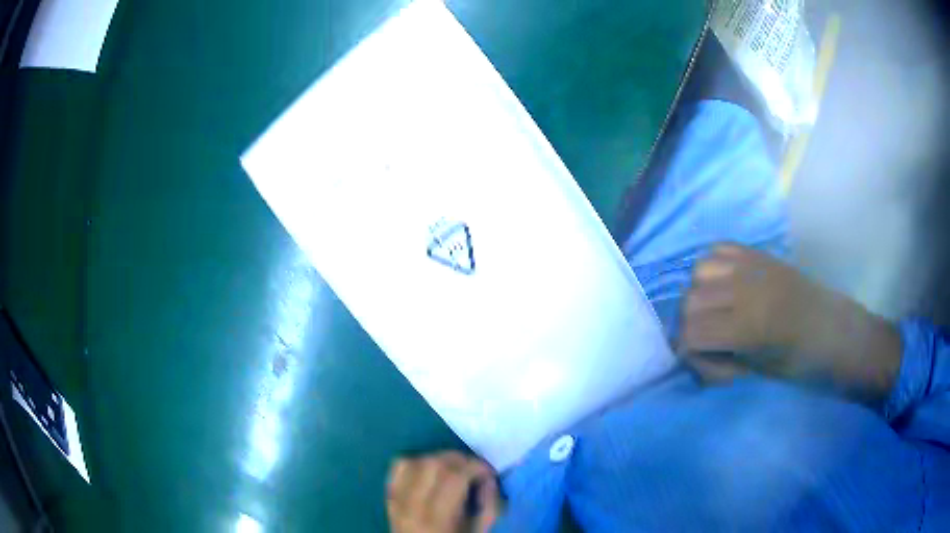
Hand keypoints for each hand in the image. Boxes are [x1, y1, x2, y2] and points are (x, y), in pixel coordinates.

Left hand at [386, 452, 500, 532]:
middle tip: (472, 469)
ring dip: (438, 459)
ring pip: (415, 461)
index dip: (475, 467)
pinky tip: (431, 471)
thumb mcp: (479, 531)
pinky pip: (398, 466)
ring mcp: (396, 500)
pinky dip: (417, 462)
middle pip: (433, 464)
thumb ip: (490, 505)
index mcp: (437, 519)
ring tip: (453, 469)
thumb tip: (487, 478)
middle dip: (459, 460)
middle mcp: (411, 506)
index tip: (488, 472)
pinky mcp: (389, 496)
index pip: (454, 477)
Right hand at [681, 244, 900, 398]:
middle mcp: (748, 289)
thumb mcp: (758, 371)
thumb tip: (690, 353)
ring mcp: (754, 265)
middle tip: (710, 343)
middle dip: (691, 327)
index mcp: (751, 326)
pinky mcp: (759, 253)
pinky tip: (724, 285)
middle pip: (690, 301)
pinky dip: (713, 268)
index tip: (703, 365)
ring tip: (717, 311)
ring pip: (699, 271)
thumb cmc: (802, 362)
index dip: (687, 352)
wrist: (834, 329)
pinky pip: (719, 250)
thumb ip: (719, 358)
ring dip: (700, 294)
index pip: (692, 333)